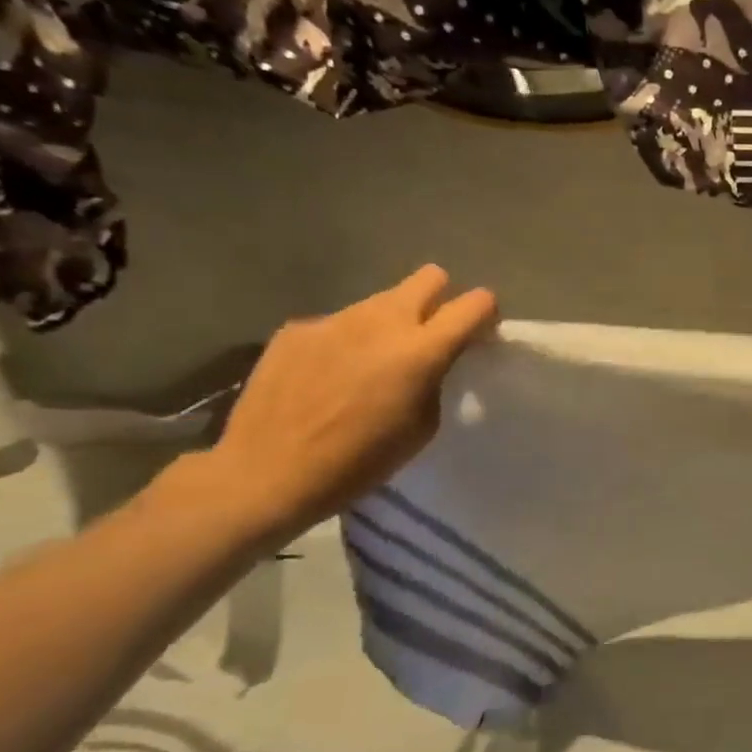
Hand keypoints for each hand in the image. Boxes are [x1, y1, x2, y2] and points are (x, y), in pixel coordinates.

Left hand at [194, 267, 498, 543]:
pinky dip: (346, 343)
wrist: (266, 473)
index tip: (480, 335)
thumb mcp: (422, 426)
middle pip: (429, 277)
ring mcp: (334, 319)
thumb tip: (434, 359)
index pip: (475, 304)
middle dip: (440, 299)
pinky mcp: (297, 328)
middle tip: (431, 336)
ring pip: (381, 302)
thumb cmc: (359, 462)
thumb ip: (436, 378)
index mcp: (421, 350)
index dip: (485, 314)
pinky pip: (338, 324)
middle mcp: (381, 321)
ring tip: (372, 364)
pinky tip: (328, 377)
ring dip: (390, 324)